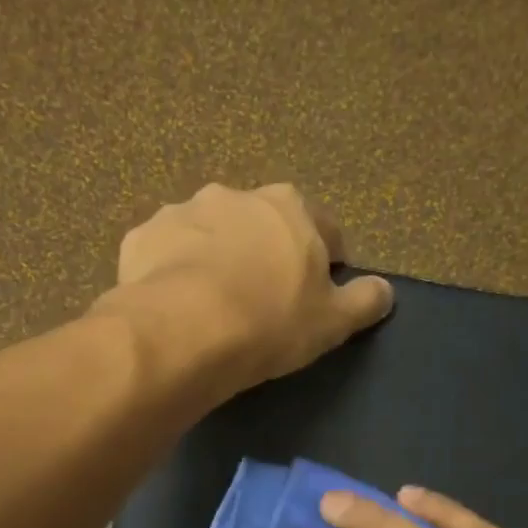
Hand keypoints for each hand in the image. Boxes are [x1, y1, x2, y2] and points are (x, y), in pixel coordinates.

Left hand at [106, 183, 392, 391]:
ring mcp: (183, 212)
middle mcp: (235, 195)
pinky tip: (175, 304)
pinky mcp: (142, 237)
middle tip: (263, 297)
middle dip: (266, 252)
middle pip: (261, 224)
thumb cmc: (271, 322)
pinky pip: (165, 253)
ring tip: (212, 302)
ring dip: (215, 256)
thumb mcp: (333, 321)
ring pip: (208, 234)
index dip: (327, 259)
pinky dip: (172, 271)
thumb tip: (386, 291)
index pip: (322, 227)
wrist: (186, 331)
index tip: (320, 289)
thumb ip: (365, 301)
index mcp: (289, 206)